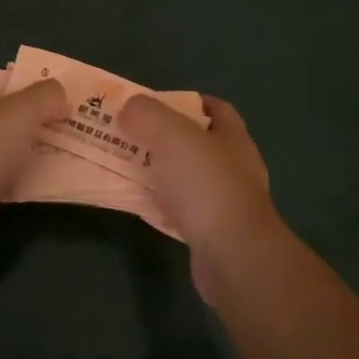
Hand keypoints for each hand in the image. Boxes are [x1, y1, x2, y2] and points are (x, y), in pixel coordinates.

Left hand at [0, 78, 67, 222]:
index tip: (27, 106)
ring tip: (37, 165)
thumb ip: (45, 97)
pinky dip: (0, 188)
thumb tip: (61, 101)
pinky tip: (21, 193)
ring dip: (4, 161)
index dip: (0, 96)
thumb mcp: (22, 111)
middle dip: (4, 130)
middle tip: (39, 136)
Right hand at [116, 94, 283, 301]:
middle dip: (162, 137)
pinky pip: (179, 211)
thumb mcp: (171, 134)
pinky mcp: (211, 235)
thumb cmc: (206, 185)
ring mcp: (224, 203)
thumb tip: (128, 108)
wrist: (233, 258)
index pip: (214, 108)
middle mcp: (233, 167)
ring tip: (125, 167)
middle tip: (128, 134)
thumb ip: (146, 114)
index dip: (186, 101)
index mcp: (232, 137)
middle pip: (195, 143)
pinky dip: (158, 205)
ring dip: (158, 172)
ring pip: (184, 178)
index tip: (153, 104)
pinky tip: (135, 204)